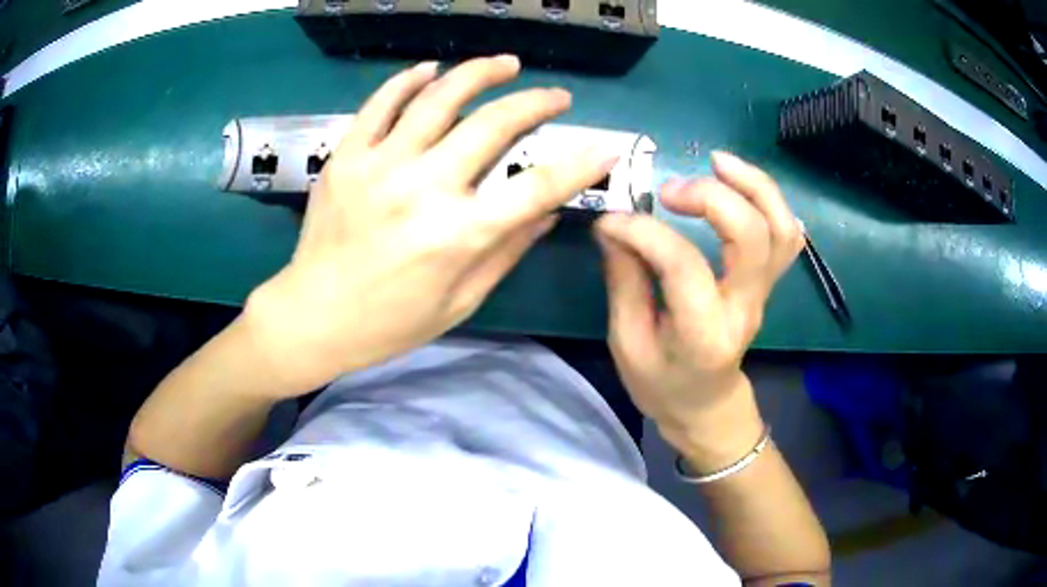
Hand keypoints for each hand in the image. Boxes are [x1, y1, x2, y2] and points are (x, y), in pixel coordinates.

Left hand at [244, 56, 618, 396]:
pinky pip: (381, 104)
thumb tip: (548, 211)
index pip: (537, 187)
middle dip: (535, 102)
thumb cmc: (390, 322)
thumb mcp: (461, 301)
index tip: (604, 147)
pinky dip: (408, 80)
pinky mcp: (346, 156)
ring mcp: (379, 165)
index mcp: (458, 235)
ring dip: (479, 72)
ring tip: (505, 64)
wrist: (312, 317)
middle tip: (555, 95)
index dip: (580, 164)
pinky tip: (430, 70)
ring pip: (439, 98)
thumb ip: (507, 250)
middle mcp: (423, 189)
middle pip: (493, 124)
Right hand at [594, 152, 803, 469]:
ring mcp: (763, 293)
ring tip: (717, 162)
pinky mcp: (767, 282)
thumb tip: (613, 224)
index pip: (683, 266)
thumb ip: (623, 280)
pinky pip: (786, 234)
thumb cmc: (662, 383)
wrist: (706, 405)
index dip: (644, 232)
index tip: (612, 221)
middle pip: (754, 236)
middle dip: (712, 197)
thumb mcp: (627, 342)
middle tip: (669, 190)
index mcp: (703, 335)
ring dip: (754, 185)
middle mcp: (744, 308)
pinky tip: (740, 182)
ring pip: (781, 229)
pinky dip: (769, 199)